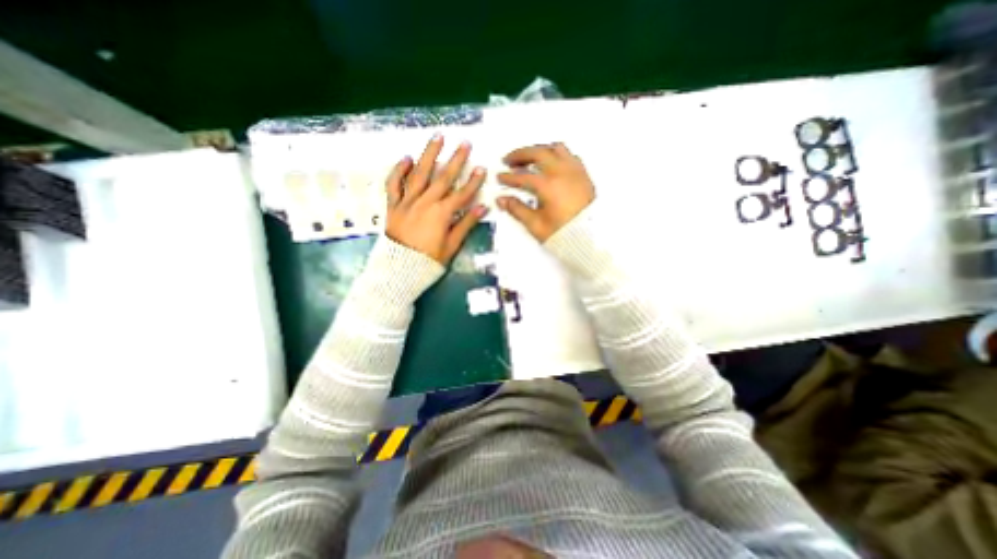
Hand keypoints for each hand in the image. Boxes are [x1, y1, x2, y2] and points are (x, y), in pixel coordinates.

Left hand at [382, 135, 488, 263]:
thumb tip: (482, 208)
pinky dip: (399, 170)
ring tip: (437, 137)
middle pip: (443, 178)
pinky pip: (394, 184)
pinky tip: (406, 158)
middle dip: (456, 160)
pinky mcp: (393, 205)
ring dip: (429, 154)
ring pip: (419, 174)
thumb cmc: (429, 260)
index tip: (482, 168)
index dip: (473, 181)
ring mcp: (407, 201)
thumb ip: (466, 224)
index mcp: (441, 213)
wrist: (400, 269)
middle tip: (465, 143)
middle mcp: (425, 202)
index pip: (462, 194)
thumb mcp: (452, 245)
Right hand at [496, 143, 593, 239]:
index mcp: (548, 185)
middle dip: (520, 155)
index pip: (522, 176)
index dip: (508, 177)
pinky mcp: (584, 175)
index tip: (500, 178)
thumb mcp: (536, 225)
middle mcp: (562, 172)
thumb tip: (502, 200)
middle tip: (509, 160)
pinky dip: (556, 155)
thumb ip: (517, 210)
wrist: (590, 238)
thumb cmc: (564, 234)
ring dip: (539, 150)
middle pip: (538, 153)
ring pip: (555, 149)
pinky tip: (551, 164)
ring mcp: (575, 171)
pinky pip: (569, 156)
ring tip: (530, 158)